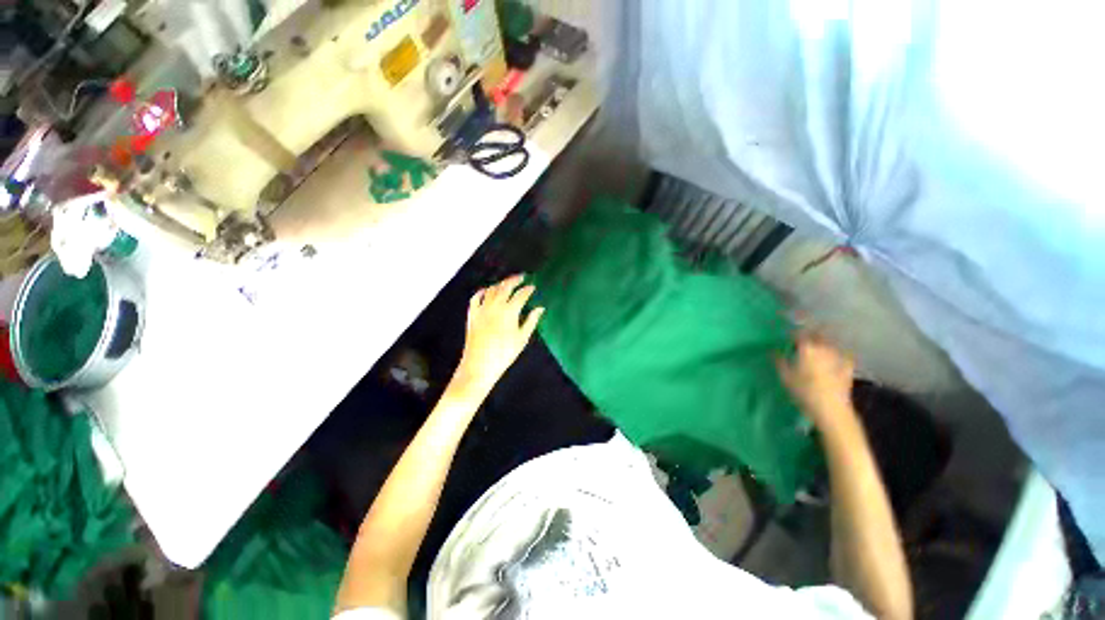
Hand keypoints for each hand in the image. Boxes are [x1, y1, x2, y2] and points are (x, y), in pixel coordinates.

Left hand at [454, 275, 544, 394]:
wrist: (480, 364)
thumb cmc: (505, 353)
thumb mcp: (522, 338)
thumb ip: (531, 321)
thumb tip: (540, 308)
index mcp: (509, 311)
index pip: (521, 295)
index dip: (528, 289)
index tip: (533, 287)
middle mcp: (495, 305)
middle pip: (505, 287)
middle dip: (514, 280)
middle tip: (522, 277)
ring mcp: (482, 308)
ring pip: (491, 289)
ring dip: (500, 284)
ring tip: (507, 283)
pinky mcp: (472, 314)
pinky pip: (476, 297)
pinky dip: (483, 291)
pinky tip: (487, 290)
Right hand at [776, 334, 856, 433]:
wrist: (830, 408)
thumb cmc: (803, 391)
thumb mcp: (785, 376)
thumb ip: (779, 360)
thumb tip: (773, 350)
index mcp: (807, 348)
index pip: (799, 333)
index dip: (793, 332)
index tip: (788, 334)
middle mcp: (823, 348)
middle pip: (817, 334)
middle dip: (811, 334)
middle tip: (803, 338)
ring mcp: (838, 356)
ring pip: (830, 343)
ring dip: (823, 342)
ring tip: (817, 347)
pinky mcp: (847, 366)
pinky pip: (843, 354)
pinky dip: (838, 353)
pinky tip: (834, 357)